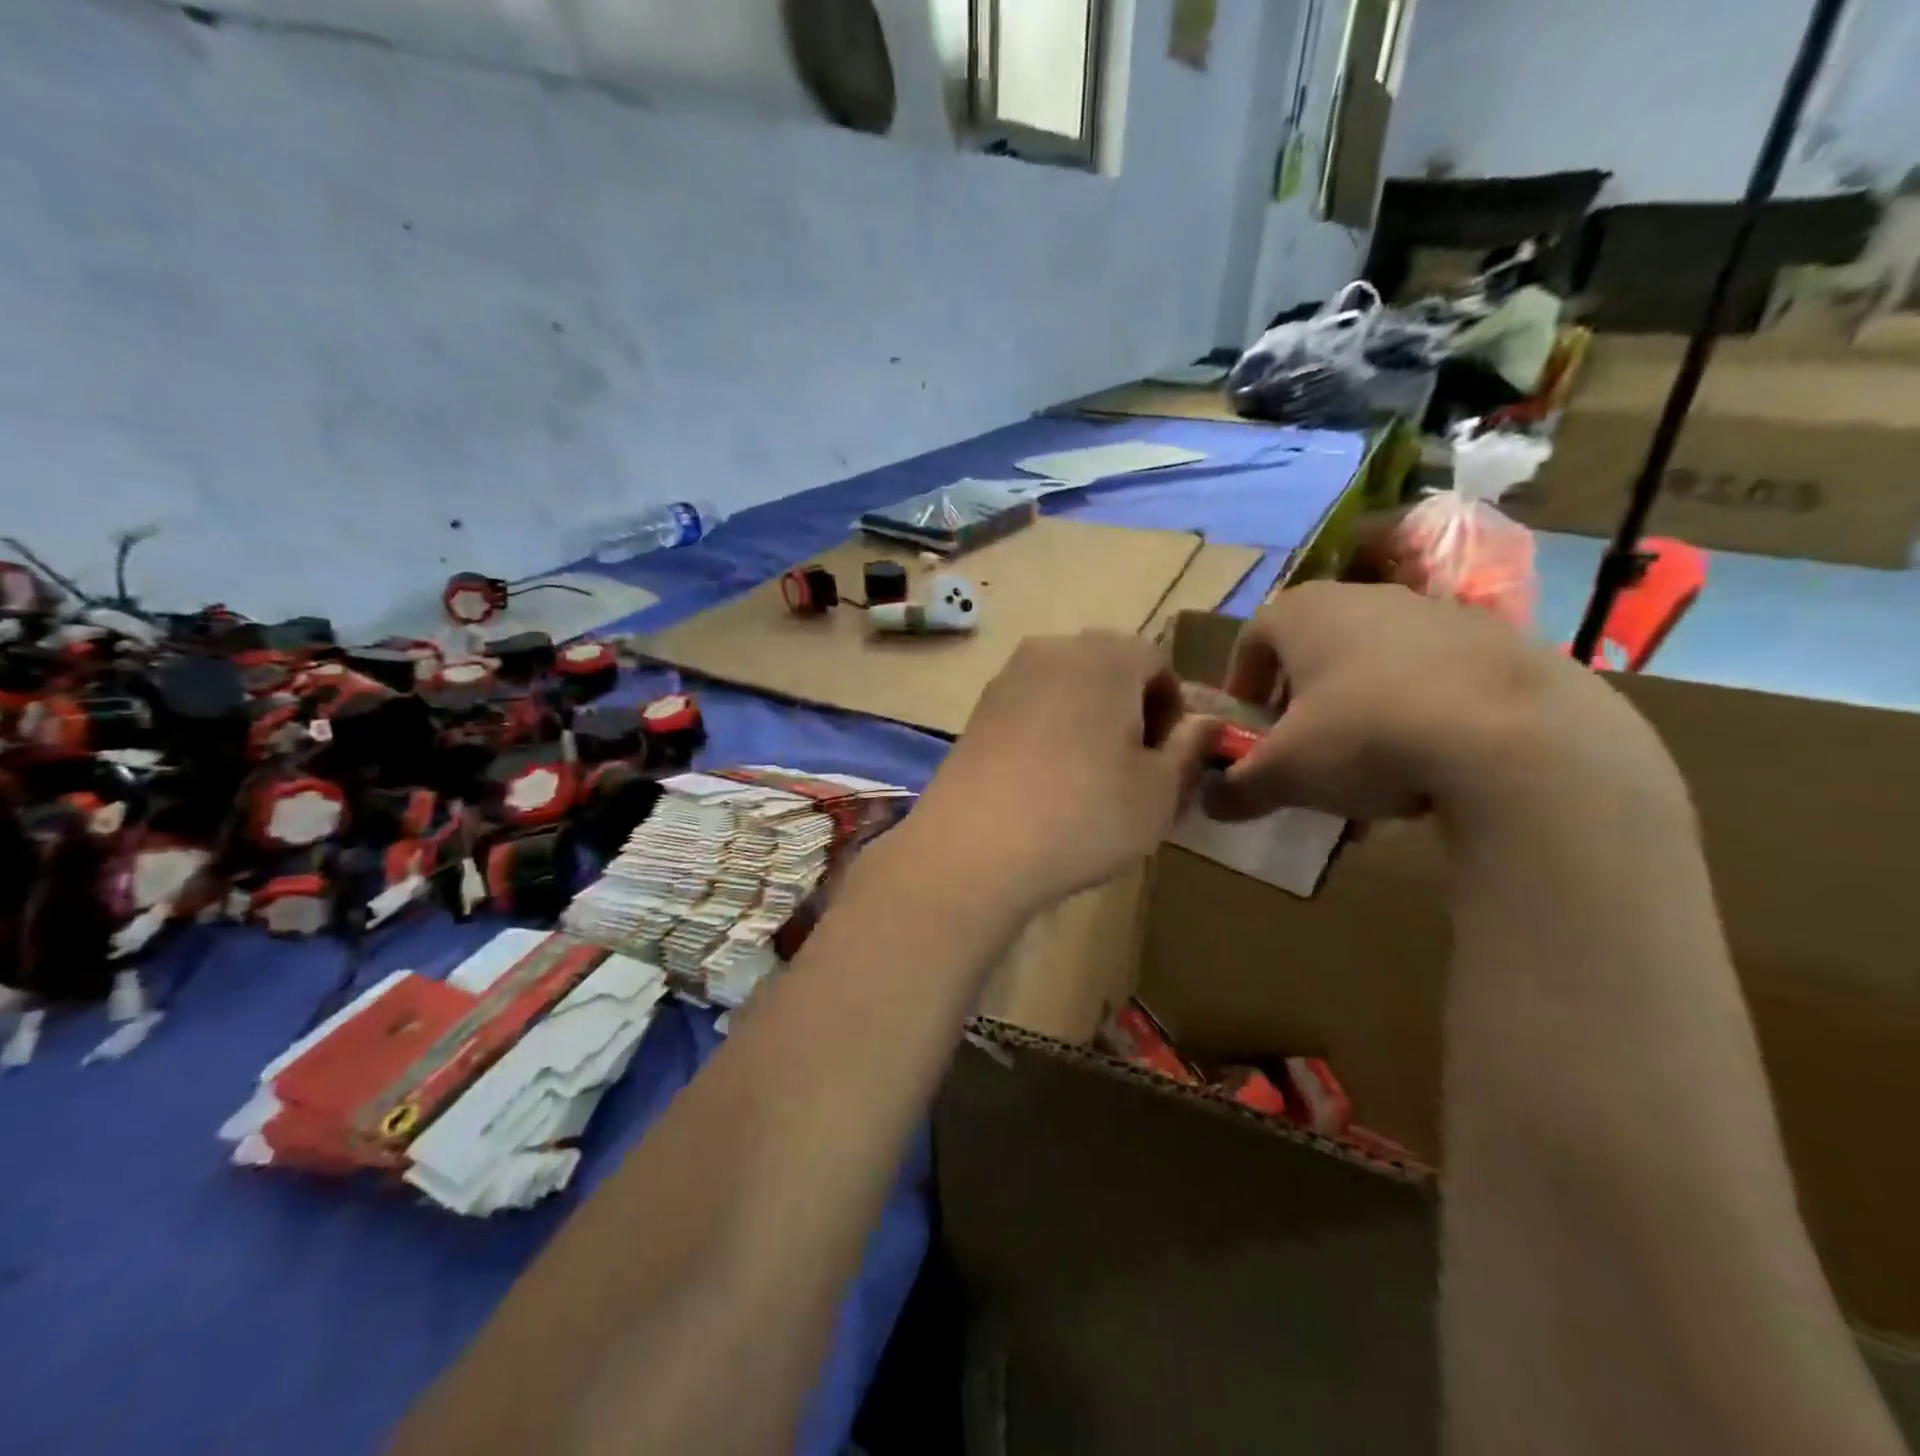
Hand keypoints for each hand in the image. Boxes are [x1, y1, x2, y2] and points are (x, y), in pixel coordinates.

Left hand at [909, 632, 1216, 915]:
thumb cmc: (1085, 815)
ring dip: (1088, 722)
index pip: (1156, 663)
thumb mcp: (1160, 792)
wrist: (973, 847)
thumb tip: (1205, 723)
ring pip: (1067, 689)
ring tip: (1087, 781)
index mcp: (1106, 655)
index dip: (1172, 710)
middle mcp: (1053, 650)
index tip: (1167, 761)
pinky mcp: (977, 710)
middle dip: (1130, 712)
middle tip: (1132, 771)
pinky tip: (1044, 783)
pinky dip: (1048, 733)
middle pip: (1109, 670)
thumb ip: (1191, 749)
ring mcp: (1007, 678)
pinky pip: (1030, 709)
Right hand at [1201, 582, 1675, 825]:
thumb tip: (1209, 803)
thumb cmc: (1365, 735)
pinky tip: (1430, 767)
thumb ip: (1238, 788)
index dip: (1242, 684)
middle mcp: (1367, 598)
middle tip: (1302, 749)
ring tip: (1368, 770)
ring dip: (1361, 711)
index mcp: (1304, 613)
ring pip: (1378, 664)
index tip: (1247, 726)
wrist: (1517, 738)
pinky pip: (1438, 679)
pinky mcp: (1502, 643)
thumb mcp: (1284, 775)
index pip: (1252, 638)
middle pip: (1316, 649)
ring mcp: (1439, 615)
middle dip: (1302, 700)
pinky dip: (1421, 715)